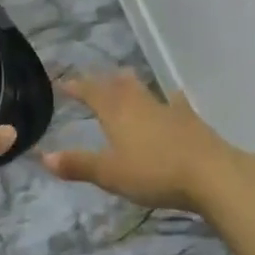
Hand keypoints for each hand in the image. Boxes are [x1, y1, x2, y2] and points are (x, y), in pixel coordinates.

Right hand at [42, 72, 251, 213]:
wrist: (210, 174)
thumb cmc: (154, 173)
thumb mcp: (110, 174)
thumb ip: (79, 164)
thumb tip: (44, 157)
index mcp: (117, 112)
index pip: (92, 92)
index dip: (77, 87)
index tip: (63, 83)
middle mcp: (141, 104)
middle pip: (120, 85)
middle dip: (105, 81)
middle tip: (95, 80)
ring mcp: (169, 110)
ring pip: (146, 90)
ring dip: (133, 85)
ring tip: (126, 80)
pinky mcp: (192, 121)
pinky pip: (175, 104)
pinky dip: (169, 100)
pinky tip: (173, 98)